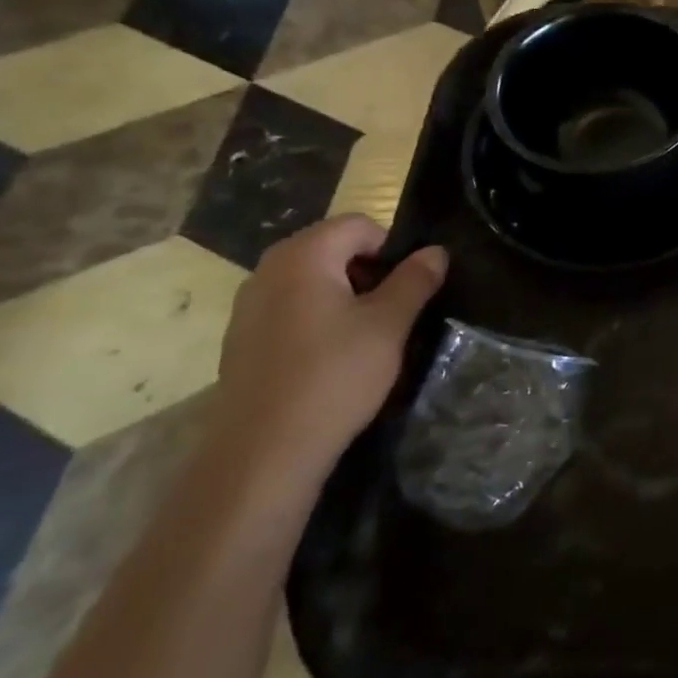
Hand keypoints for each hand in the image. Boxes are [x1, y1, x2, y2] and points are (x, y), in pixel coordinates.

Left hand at [209, 216, 446, 489]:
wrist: (263, 452)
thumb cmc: (334, 376)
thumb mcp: (389, 325)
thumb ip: (415, 280)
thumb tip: (435, 251)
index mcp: (303, 256)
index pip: (359, 225)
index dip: (391, 249)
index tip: (407, 288)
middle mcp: (268, 270)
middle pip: (332, 248)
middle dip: (368, 272)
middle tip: (391, 312)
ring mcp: (249, 306)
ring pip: (312, 280)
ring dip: (344, 296)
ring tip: (365, 337)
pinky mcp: (242, 339)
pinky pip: (290, 308)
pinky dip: (317, 319)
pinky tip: (330, 358)